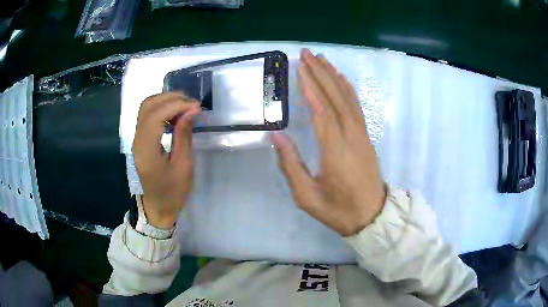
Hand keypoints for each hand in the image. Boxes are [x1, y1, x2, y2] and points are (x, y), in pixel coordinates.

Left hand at [133, 92, 200, 228]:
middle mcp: (137, 141)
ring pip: (146, 107)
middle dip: (170, 98)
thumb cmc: (173, 192)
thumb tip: (191, 110)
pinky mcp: (140, 140)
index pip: (156, 116)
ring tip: (185, 106)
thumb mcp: (183, 166)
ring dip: (165, 101)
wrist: (158, 207)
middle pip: (148, 106)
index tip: (196, 107)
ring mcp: (136, 139)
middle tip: (191, 103)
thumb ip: (184, 135)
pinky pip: (147, 116)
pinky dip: (161, 108)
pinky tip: (175, 114)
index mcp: (147, 151)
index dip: (176, 105)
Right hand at [271, 49, 385, 235]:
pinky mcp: (367, 137)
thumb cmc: (338, 210)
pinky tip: (341, 78)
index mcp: (335, 153)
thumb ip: (291, 166)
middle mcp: (352, 138)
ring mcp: (362, 136)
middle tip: (307, 54)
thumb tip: (276, 136)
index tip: (300, 68)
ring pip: (349, 99)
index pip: (323, 113)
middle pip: (336, 99)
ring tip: (321, 58)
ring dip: (335, 76)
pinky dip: (348, 89)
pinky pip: (357, 107)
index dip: (311, 88)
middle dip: (321, 73)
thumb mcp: (307, 197)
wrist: (372, 216)